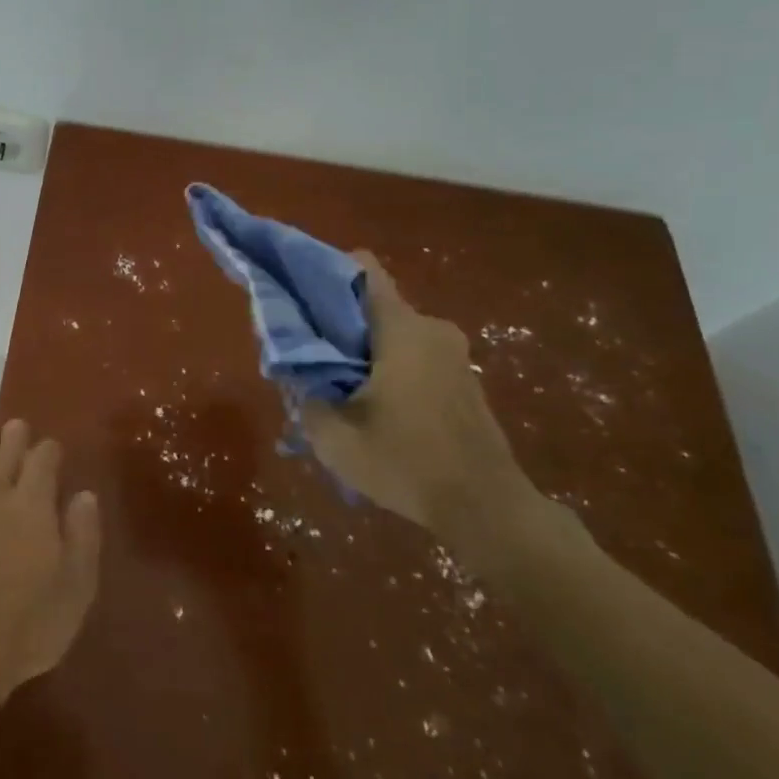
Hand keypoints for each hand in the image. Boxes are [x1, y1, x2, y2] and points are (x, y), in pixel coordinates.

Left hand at [0, 420, 101, 719]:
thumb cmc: (28, 625)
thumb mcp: (76, 587)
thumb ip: (83, 535)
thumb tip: (84, 494)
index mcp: (32, 504)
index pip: (42, 459)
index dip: (50, 450)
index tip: (54, 449)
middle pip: (5, 451)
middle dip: (16, 437)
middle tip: (19, 428)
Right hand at [302, 253, 535, 555]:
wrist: (487, 509)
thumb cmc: (405, 463)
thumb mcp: (333, 436)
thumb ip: (303, 393)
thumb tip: (292, 368)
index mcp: (402, 329)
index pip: (362, 269)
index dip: (323, 271)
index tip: (296, 294)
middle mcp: (432, 329)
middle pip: (371, 305)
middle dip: (335, 323)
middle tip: (306, 356)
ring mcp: (453, 355)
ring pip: (391, 333)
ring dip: (360, 351)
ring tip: (332, 388)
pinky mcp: (462, 380)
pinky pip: (412, 355)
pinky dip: (385, 367)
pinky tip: (368, 407)